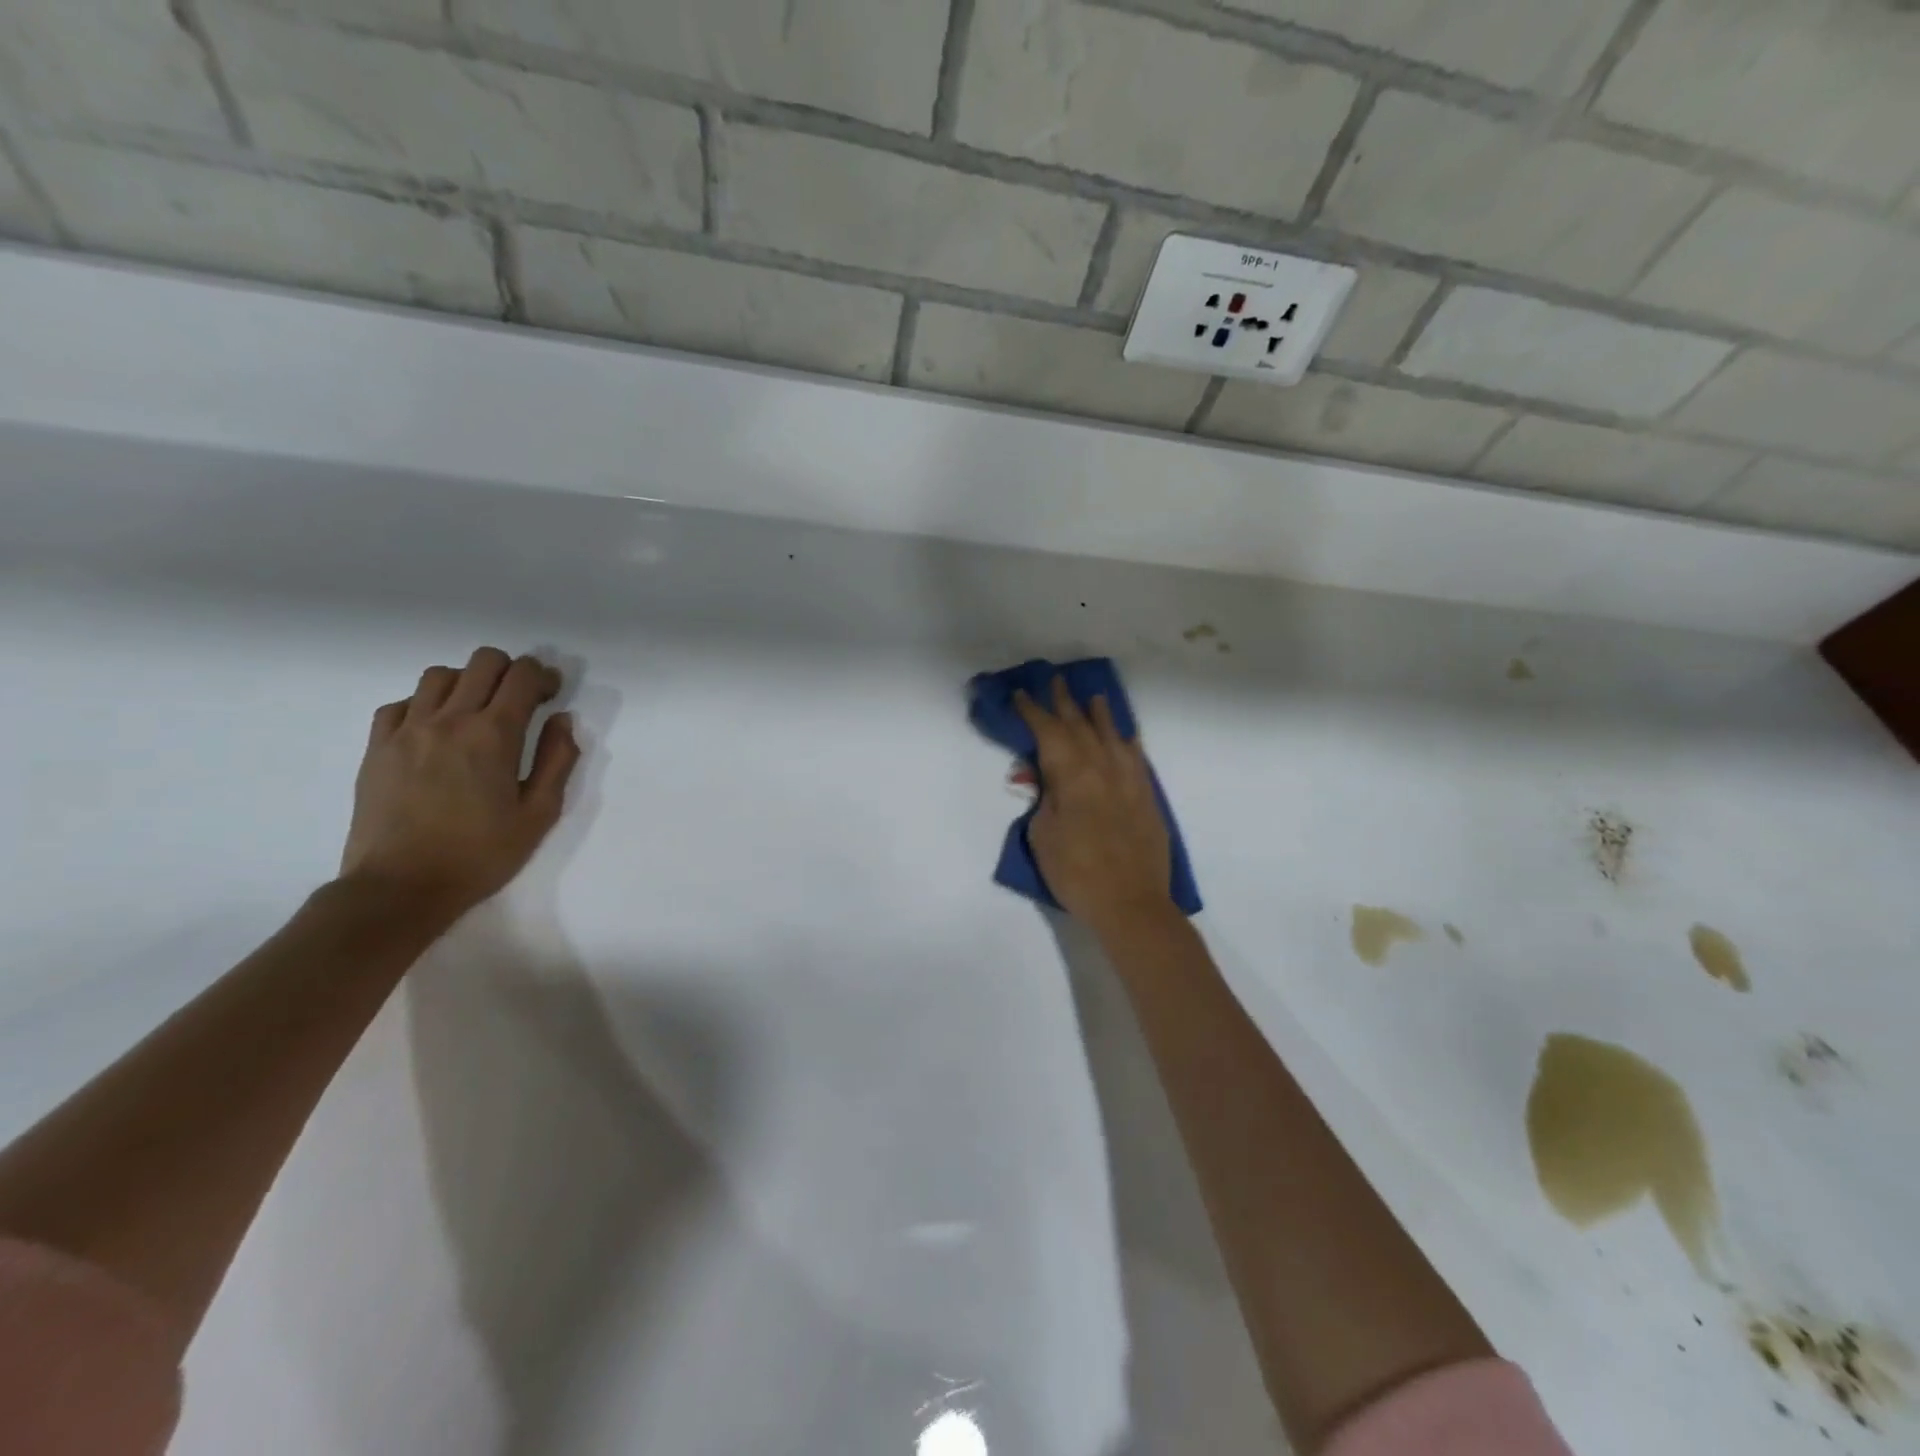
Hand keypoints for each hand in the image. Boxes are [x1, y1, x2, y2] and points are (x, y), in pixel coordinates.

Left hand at [341, 647, 580, 918]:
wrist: (400, 887)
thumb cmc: (480, 854)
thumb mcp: (539, 814)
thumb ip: (557, 760)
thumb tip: (562, 720)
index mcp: (494, 734)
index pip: (522, 676)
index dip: (544, 676)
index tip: (553, 694)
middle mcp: (449, 719)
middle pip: (483, 662)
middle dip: (510, 671)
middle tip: (521, 700)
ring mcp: (407, 730)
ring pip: (440, 675)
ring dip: (468, 683)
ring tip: (477, 711)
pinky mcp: (378, 747)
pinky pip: (401, 703)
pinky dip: (425, 704)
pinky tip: (436, 730)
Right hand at [1014, 677, 1173, 934]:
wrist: (1130, 903)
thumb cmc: (1075, 872)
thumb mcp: (1042, 835)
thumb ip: (1044, 798)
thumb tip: (1048, 779)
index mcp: (1072, 774)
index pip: (1048, 732)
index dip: (1033, 711)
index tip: (1021, 694)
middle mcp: (1102, 767)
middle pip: (1080, 726)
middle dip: (1065, 703)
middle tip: (1055, 681)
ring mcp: (1129, 780)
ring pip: (1112, 736)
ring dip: (1100, 714)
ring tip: (1093, 697)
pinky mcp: (1146, 796)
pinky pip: (1137, 758)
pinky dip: (1128, 742)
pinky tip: (1126, 735)